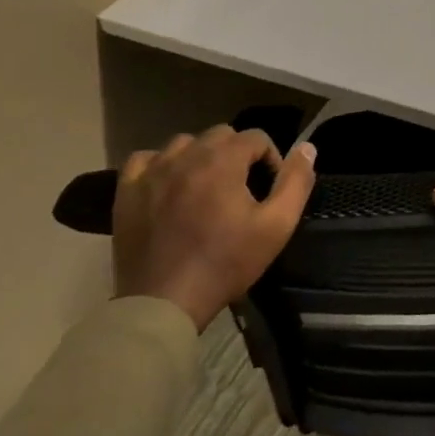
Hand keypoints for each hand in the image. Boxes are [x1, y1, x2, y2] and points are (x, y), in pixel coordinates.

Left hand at [112, 127, 316, 331]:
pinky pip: (145, 159)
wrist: (166, 300)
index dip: (271, 159)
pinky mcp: (127, 192)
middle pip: (220, 135)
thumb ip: (296, 182)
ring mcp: (152, 173)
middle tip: (243, 189)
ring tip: (208, 188)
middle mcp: (185, 157)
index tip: (270, 189)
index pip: (256, 137)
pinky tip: (170, 185)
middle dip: (238, 154)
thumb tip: (307, 148)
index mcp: (222, 162)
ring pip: (184, 144)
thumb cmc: (227, 262)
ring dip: (202, 157)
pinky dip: (162, 165)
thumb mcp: (277, 226)